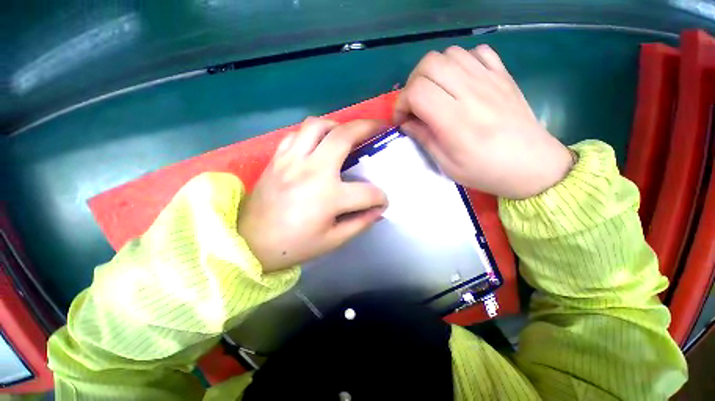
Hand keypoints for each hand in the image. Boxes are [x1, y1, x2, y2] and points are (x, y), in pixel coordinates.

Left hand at [237, 118, 387, 272]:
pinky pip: (296, 134)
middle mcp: (312, 170)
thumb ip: (360, 223)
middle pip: (344, 136)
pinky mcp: (277, 158)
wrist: (250, 243)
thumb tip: (378, 211)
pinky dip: (313, 133)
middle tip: (378, 127)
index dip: (380, 198)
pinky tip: (318, 143)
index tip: (382, 202)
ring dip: (338, 125)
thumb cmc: (294, 245)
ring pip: (317, 125)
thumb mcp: (333, 241)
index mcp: (328, 197)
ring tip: (346, 133)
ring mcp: (292, 160)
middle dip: (368, 127)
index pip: (367, 193)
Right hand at [394, 45, 573, 198]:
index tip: (401, 119)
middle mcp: (471, 92)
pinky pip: (477, 52)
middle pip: (430, 64)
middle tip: (414, 105)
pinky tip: (459, 81)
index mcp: (455, 120)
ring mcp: (490, 79)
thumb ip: (424, 139)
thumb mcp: (447, 164)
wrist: (533, 165)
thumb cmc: (486, 171)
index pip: (417, 91)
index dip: (401, 103)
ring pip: (450, 53)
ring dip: (433, 72)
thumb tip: (407, 123)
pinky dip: (461, 62)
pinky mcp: (503, 75)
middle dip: (412, 83)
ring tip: (434, 93)